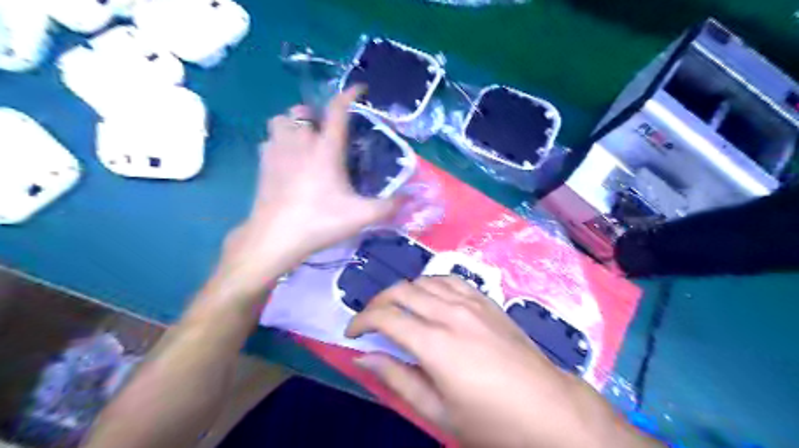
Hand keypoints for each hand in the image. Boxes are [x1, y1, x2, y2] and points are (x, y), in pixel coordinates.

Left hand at [214, 85, 397, 297]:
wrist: (275, 238)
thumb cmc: (319, 222)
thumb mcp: (361, 216)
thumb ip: (388, 206)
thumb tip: (408, 199)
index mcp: (326, 148)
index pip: (338, 109)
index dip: (350, 94)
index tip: (361, 90)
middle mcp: (300, 141)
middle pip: (303, 110)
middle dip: (316, 115)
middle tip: (327, 133)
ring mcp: (277, 150)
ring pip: (281, 120)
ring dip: (294, 124)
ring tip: (306, 142)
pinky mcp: (262, 163)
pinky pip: (270, 139)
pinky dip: (280, 141)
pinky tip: (288, 160)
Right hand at [347, 277, 652, 446]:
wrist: (550, 411)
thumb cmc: (492, 422)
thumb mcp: (438, 411)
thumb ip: (398, 379)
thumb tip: (364, 357)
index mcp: (435, 343)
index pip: (386, 316)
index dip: (362, 321)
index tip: (352, 333)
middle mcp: (450, 314)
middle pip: (401, 290)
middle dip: (377, 301)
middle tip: (370, 320)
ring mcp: (472, 303)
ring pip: (425, 280)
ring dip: (403, 291)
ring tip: (397, 309)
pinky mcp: (487, 302)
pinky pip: (451, 280)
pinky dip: (431, 283)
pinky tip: (429, 297)